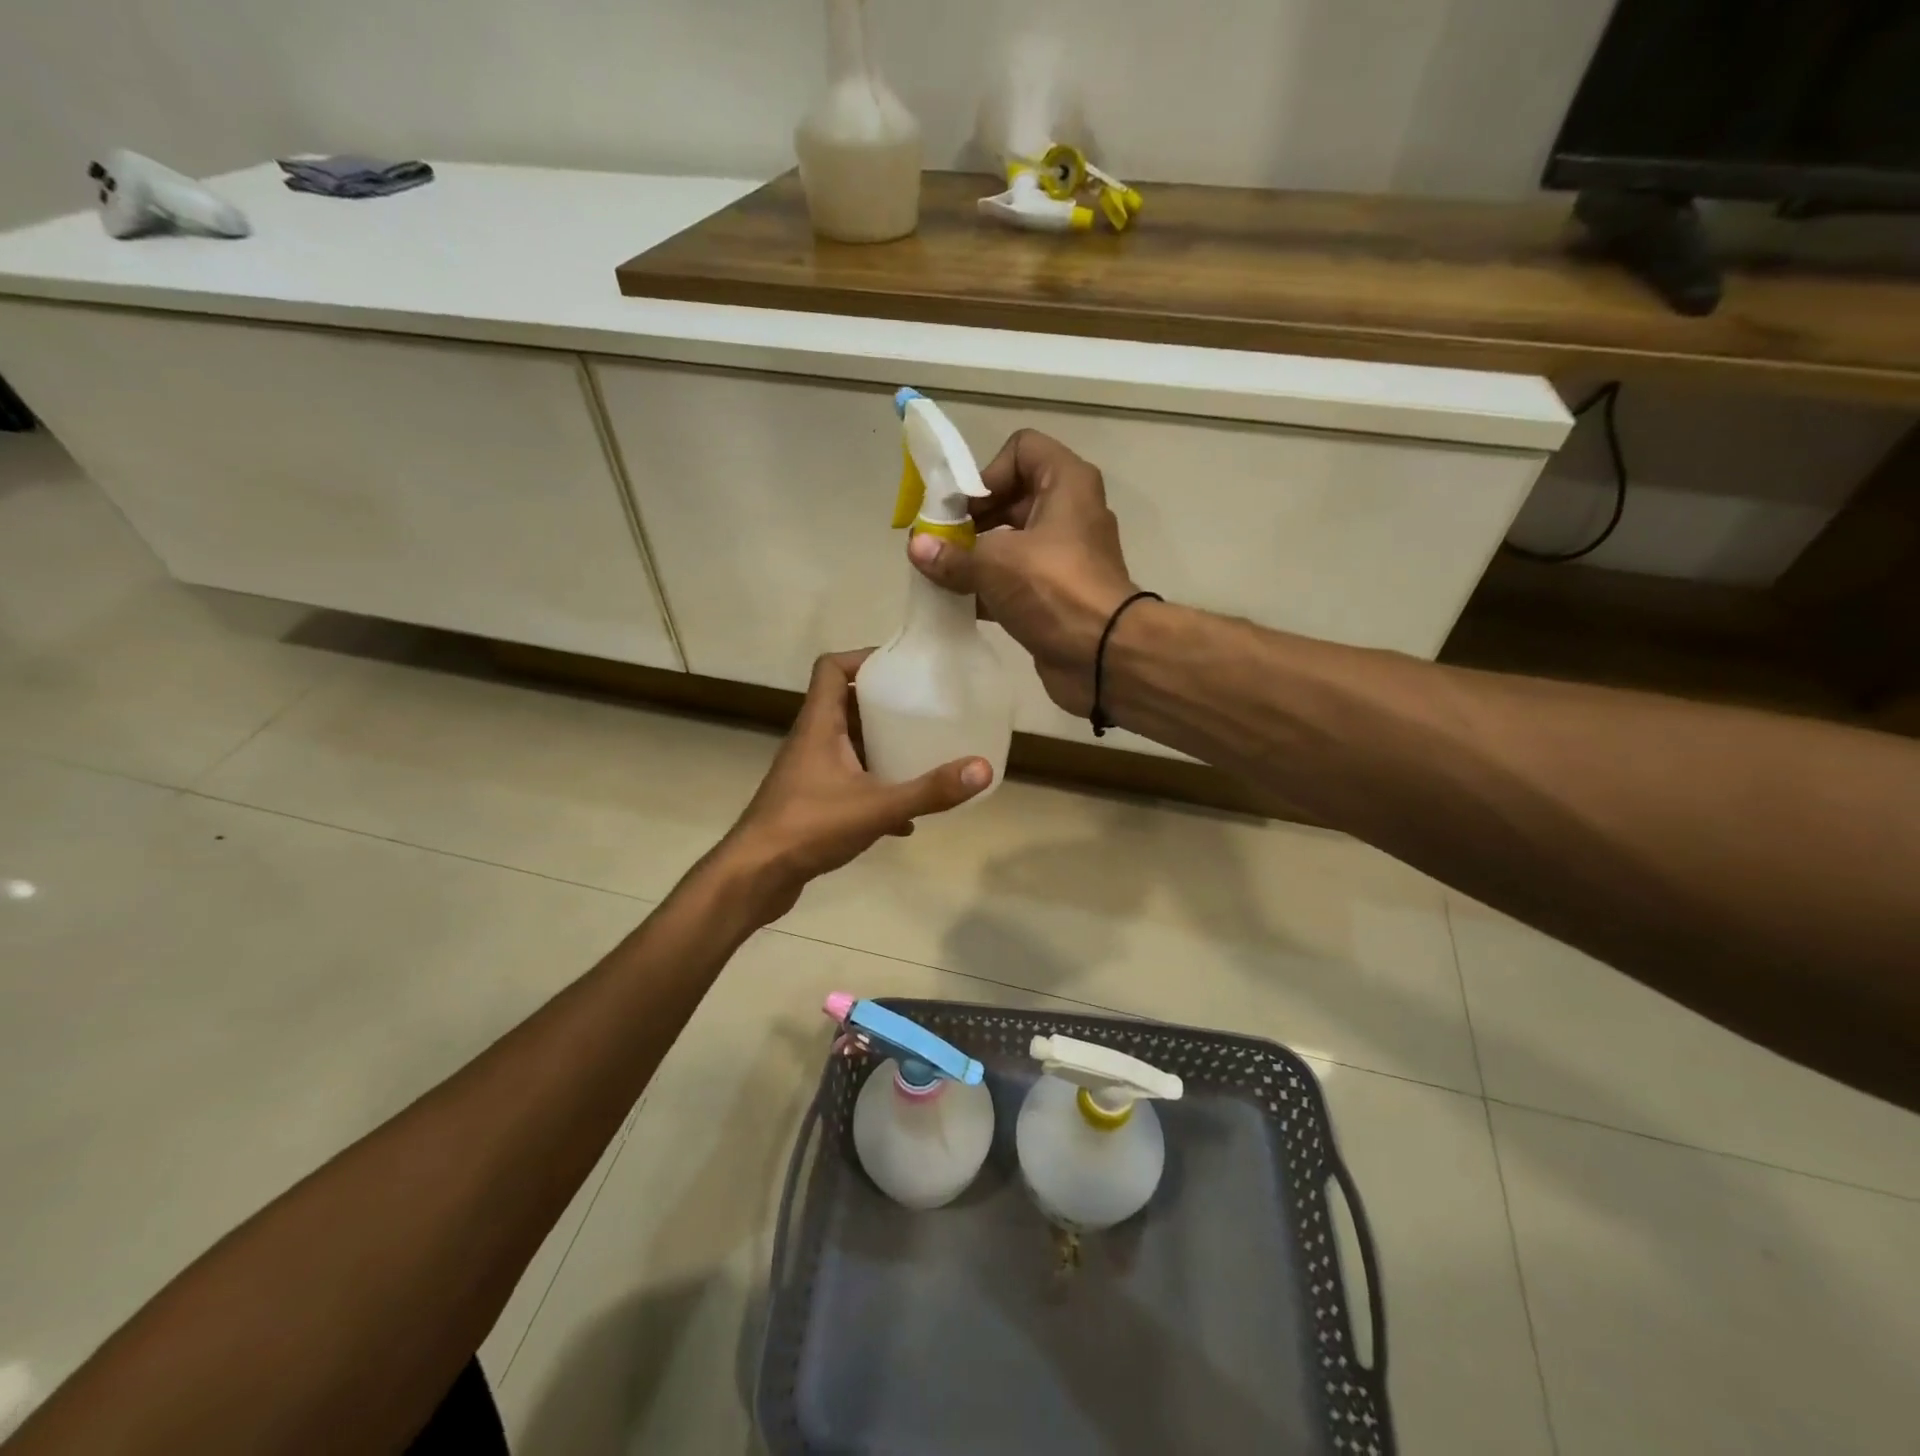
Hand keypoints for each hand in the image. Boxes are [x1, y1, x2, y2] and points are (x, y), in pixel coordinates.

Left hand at [719, 651, 992, 920]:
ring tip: (920, 755)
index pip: (831, 668)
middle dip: (884, 705)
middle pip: (845, 705)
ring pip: (848, 746)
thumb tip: (983, 768)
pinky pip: (848, 784)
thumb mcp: (876, 807)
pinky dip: (875, 791)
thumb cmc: (809, 828)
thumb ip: (929, 790)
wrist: (755, 877)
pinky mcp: (810, 804)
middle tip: (922, 709)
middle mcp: (811, 741)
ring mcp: (809, 774)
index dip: (863, 658)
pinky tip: (904, 818)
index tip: (901, 667)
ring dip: (880, 748)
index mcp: (819, 725)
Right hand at [907, 430, 1136, 714]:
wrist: (1102, 655)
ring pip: (1010, 542)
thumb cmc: (1053, 589)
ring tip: (940, 573)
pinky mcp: (1057, 594)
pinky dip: (987, 588)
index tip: (962, 508)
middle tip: (938, 542)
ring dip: (974, 556)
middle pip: (1011, 498)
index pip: (1021, 449)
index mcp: (1066, 484)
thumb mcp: (995, 564)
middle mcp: (1069, 513)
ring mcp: (1065, 556)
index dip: (987, 472)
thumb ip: (952, 554)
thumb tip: (916, 549)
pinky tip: (956, 603)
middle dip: (971, 519)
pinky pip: (1015, 580)